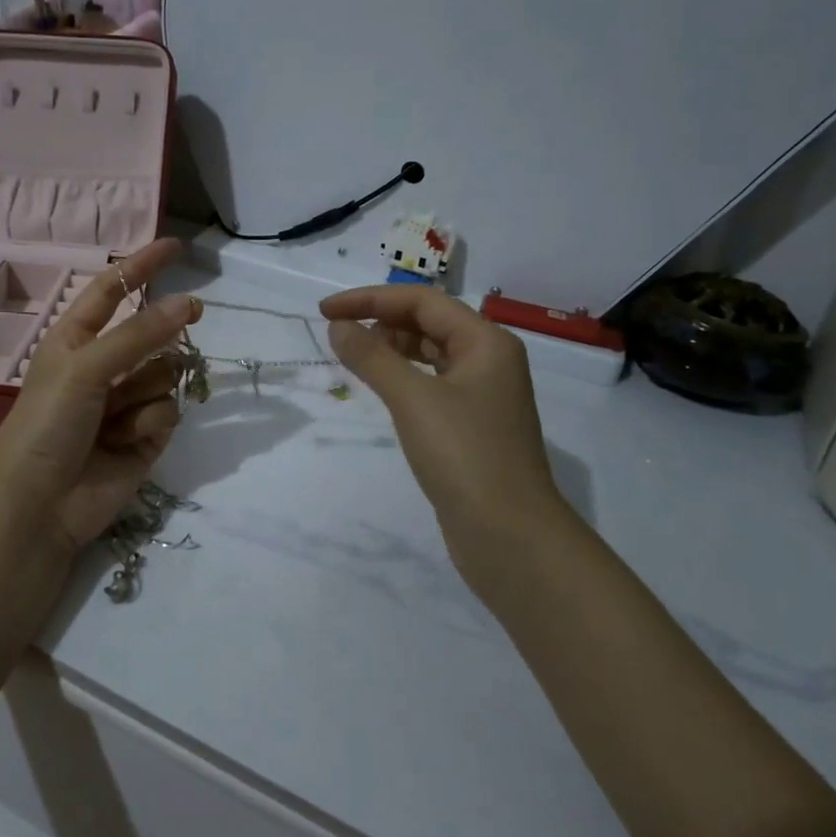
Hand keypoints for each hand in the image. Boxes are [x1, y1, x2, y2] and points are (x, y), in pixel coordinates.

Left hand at [0, 238, 201, 554]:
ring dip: (146, 391)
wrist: (39, 504)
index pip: (112, 291)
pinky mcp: (145, 437)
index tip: (177, 247)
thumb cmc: (48, 422)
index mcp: (76, 339)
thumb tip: (189, 303)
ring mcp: (125, 402)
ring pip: (166, 374)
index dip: (141, 266)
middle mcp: (103, 366)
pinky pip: (168, 412)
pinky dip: (149, 424)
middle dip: (166, 330)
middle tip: (196, 314)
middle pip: (153, 333)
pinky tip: (125, 444)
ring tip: (115, 419)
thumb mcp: (86, 367)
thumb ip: (139, 334)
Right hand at [321, 285, 563, 591]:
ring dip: (391, 348)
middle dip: (380, 320)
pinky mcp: (472, 424)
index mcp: (486, 342)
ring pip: (430, 353)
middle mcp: (489, 360)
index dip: (370, 299)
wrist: (510, 536)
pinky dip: (403, 376)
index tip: (325, 311)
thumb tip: (338, 327)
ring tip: (352, 356)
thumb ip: (372, 357)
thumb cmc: (464, 456)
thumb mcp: (412, 400)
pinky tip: (381, 387)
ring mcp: (483, 394)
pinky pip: (431, 383)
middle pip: (428, 322)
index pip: (421, 301)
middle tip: (336, 333)